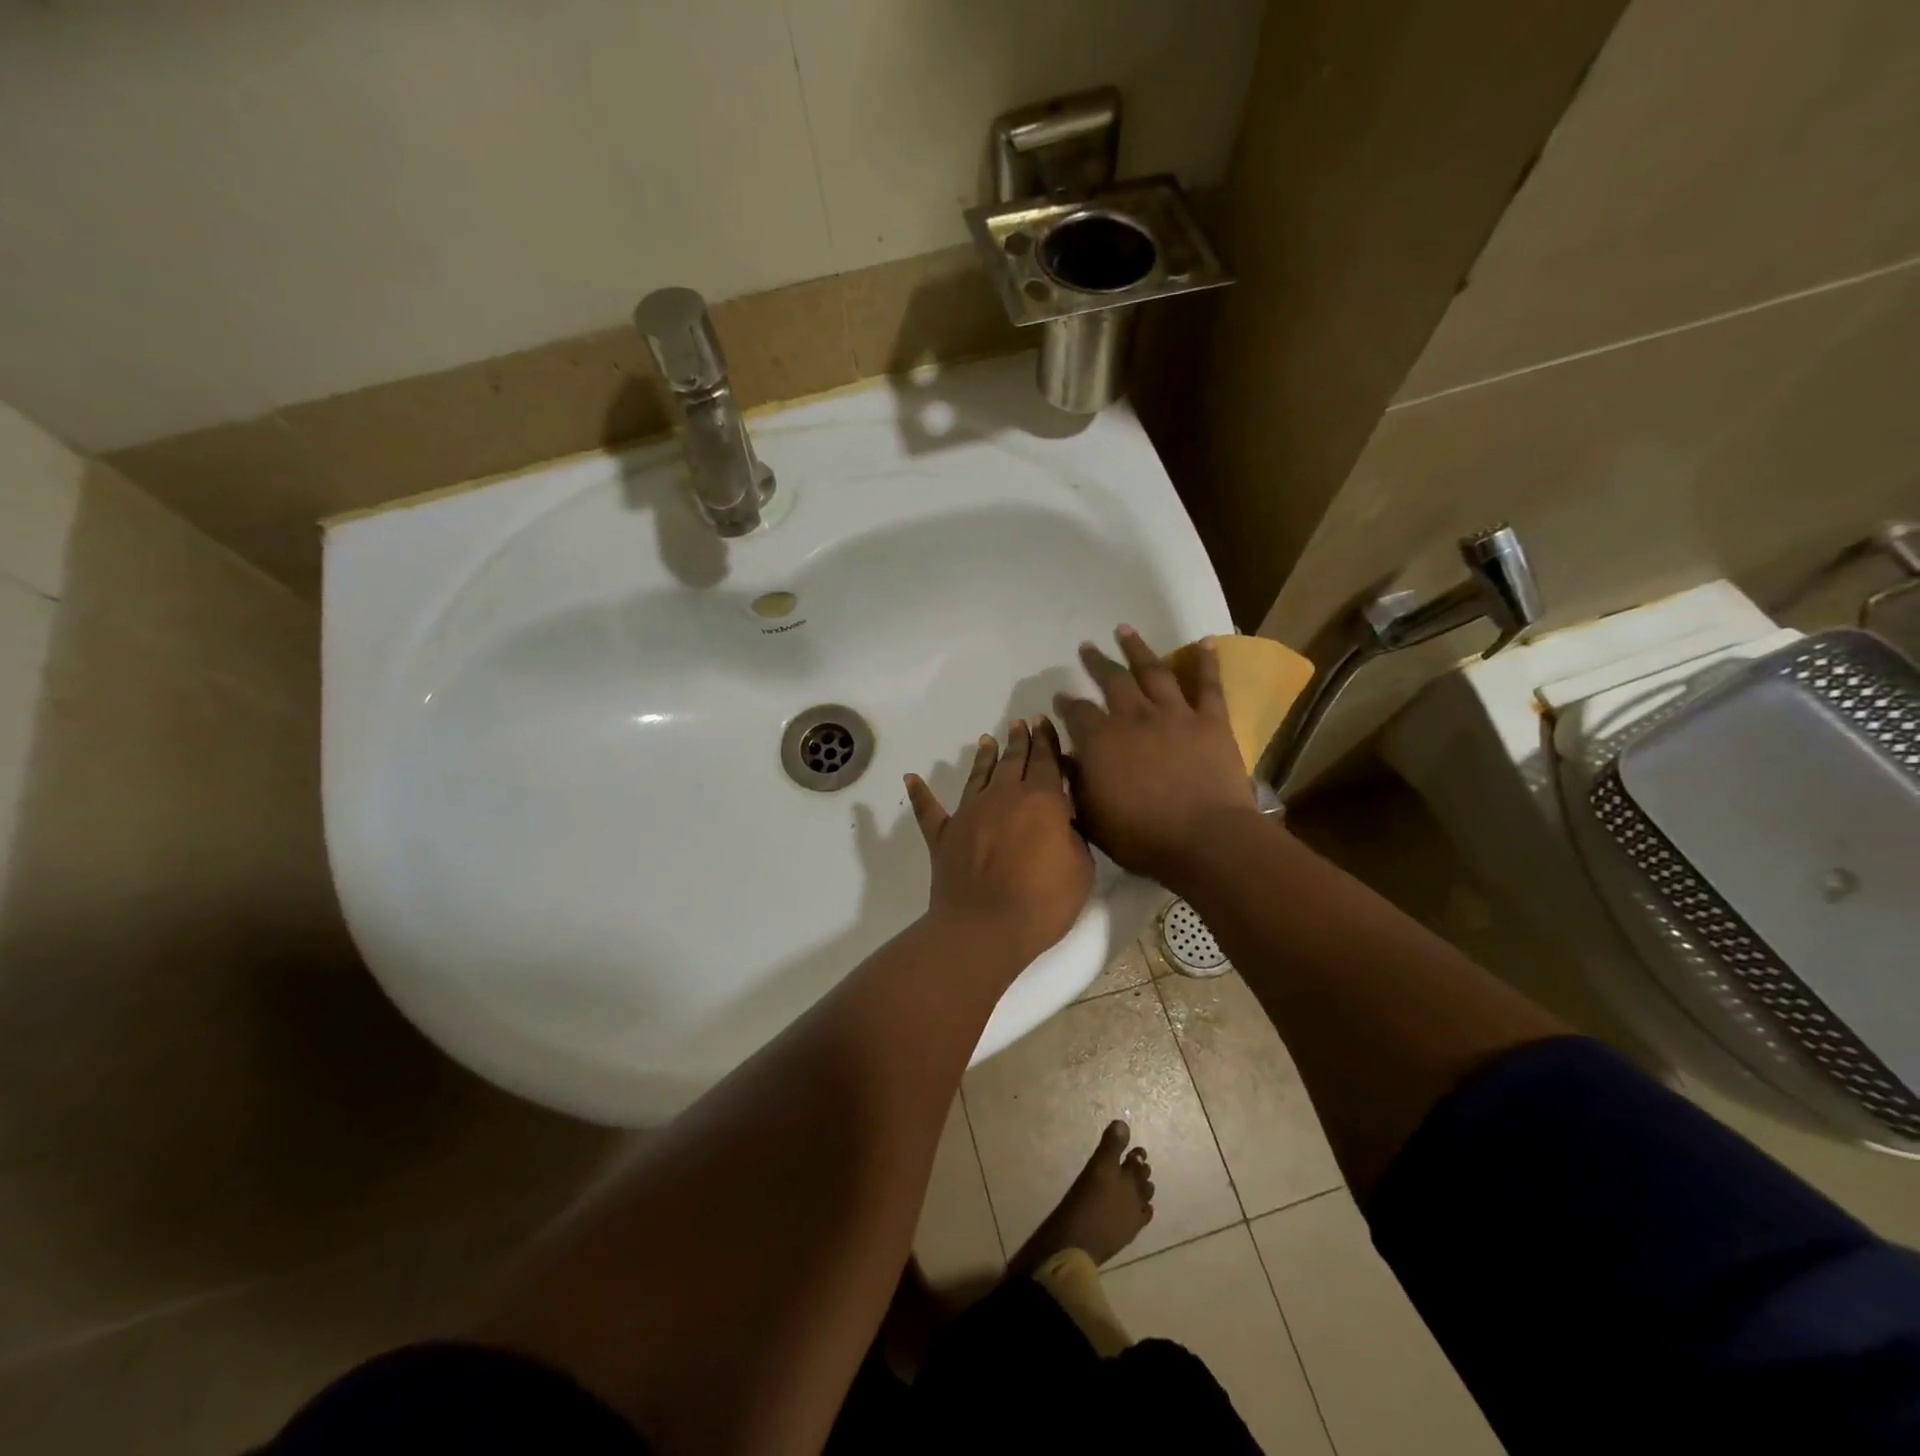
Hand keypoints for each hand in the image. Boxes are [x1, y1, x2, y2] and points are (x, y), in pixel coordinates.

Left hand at [905, 718, 1093, 967]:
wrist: (984, 928)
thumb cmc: (1042, 902)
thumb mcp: (1080, 868)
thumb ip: (1073, 835)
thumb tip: (1062, 820)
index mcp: (1041, 800)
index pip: (1046, 761)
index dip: (1047, 741)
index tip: (1043, 723)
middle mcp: (1002, 797)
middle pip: (1013, 761)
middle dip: (1019, 740)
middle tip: (1020, 724)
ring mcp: (969, 813)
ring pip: (977, 776)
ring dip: (984, 757)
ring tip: (987, 740)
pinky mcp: (943, 836)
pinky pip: (929, 810)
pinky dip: (920, 793)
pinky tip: (911, 778)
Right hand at [1053, 626, 1258, 887]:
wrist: (1205, 839)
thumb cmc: (1142, 836)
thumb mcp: (1091, 817)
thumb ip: (1074, 783)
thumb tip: (1063, 757)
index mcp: (1101, 740)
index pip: (1077, 712)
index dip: (1066, 703)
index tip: (1060, 696)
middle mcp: (1134, 717)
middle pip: (1112, 680)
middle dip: (1097, 663)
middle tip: (1087, 647)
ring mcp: (1175, 714)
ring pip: (1153, 671)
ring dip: (1137, 648)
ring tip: (1125, 629)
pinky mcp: (1211, 721)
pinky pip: (1208, 685)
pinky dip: (1206, 662)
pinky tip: (1204, 642)